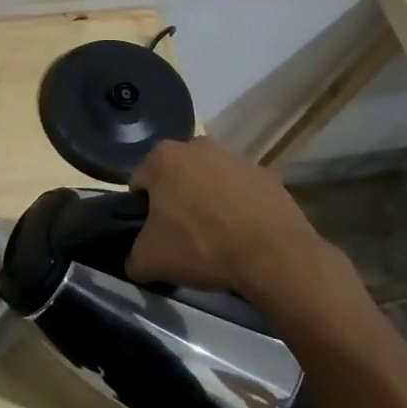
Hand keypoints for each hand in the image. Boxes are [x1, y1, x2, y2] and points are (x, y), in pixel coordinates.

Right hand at [127, 137, 362, 309]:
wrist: (274, 256)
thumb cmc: (201, 247)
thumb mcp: (150, 261)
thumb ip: (132, 257)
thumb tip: (135, 261)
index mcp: (163, 158)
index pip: (140, 184)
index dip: (142, 212)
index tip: (155, 236)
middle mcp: (197, 146)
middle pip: (175, 177)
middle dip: (176, 201)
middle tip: (183, 237)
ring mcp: (235, 157)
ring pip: (209, 181)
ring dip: (207, 202)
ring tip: (217, 239)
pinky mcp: (266, 174)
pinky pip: (241, 191)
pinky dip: (238, 207)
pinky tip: (243, 235)